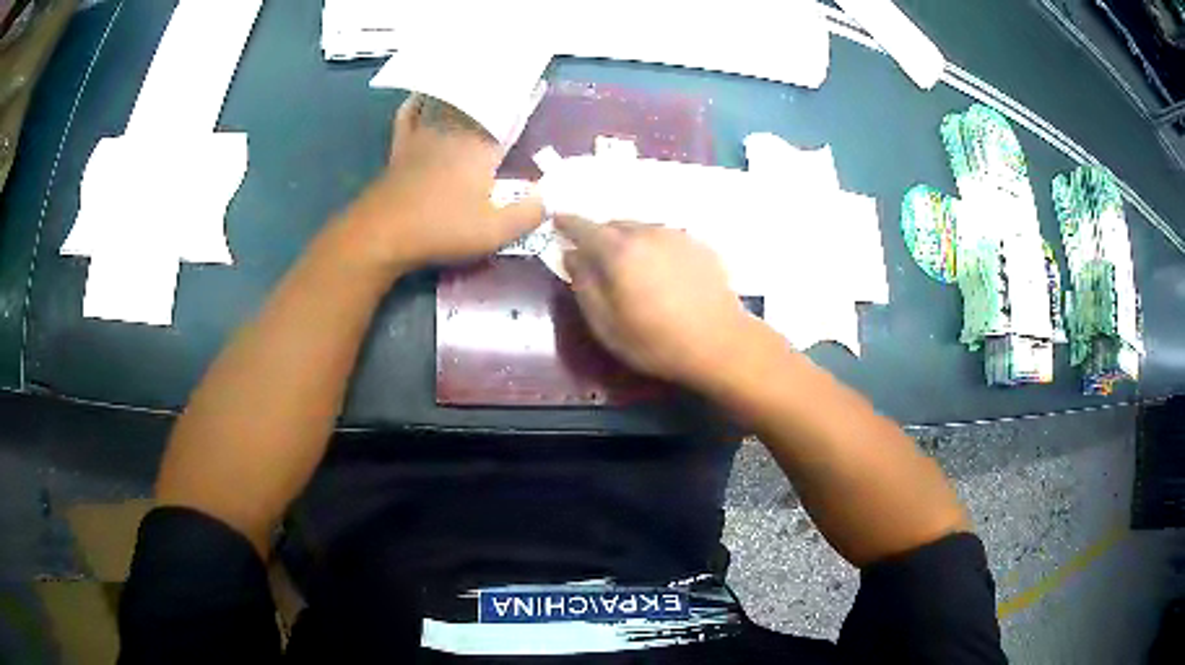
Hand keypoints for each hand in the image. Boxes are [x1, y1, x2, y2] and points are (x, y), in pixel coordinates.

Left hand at [344, 94, 542, 273]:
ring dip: (459, 90)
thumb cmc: (441, 229)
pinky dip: (416, 103)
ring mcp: (424, 137)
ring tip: (471, 75)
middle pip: (477, 104)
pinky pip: (409, 117)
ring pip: (445, 104)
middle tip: (506, 74)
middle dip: (494, 89)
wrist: (383, 233)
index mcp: (480, 149)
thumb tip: (549, 199)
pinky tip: (420, 96)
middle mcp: (453, 134)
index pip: (508, 119)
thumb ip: (527, 215)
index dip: (524, 102)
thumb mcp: (493, 232)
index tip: (536, 83)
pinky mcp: (401, 149)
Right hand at [557, 215, 754, 388]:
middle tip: (594, 254)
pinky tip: (660, 270)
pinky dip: (653, 246)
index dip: (567, 222)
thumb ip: (584, 286)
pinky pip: (665, 237)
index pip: (584, 227)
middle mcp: (647, 233)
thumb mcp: (606, 325)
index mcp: (619, 251)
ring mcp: (676, 236)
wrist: (720, 343)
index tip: (556, 220)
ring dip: (628, 239)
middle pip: (614, 224)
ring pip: (642, 228)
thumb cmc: (656, 341)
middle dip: (599, 234)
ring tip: (629, 264)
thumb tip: (572, 256)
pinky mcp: (698, 244)